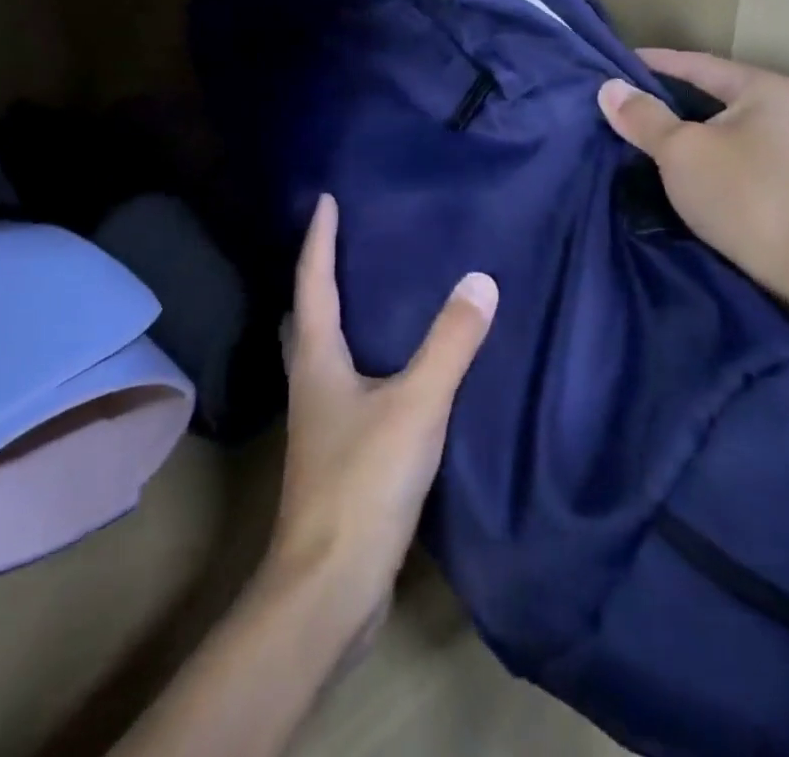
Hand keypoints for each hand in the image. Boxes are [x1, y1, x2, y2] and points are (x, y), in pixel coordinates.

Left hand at [264, 194, 497, 641]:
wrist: (329, 589)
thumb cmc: (363, 483)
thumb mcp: (415, 405)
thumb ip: (450, 344)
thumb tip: (480, 280)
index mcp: (317, 359)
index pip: (314, 281)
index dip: (319, 238)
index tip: (325, 198)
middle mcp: (311, 381)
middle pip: (308, 314)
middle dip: (322, 273)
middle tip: (348, 241)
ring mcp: (322, 420)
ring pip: (324, 350)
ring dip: (340, 315)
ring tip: (376, 290)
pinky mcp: (339, 451)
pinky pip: (348, 383)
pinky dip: (363, 356)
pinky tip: (395, 363)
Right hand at [598, 49, 788, 291]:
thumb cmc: (740, 192)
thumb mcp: (680, 149)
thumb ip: (643, 116)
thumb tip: (609, 88)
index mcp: (763, 88)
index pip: (696, 63)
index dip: (652, 63)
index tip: (613, 64)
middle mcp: (777, 107)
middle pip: (705, 92)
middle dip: (661, 96)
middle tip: (618, 97)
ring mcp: (778, 144)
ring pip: (711, 123)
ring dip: (674, 125)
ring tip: (632, 125)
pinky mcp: (772, 175)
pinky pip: (719, 148)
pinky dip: (691, 148)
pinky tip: (662, 156)